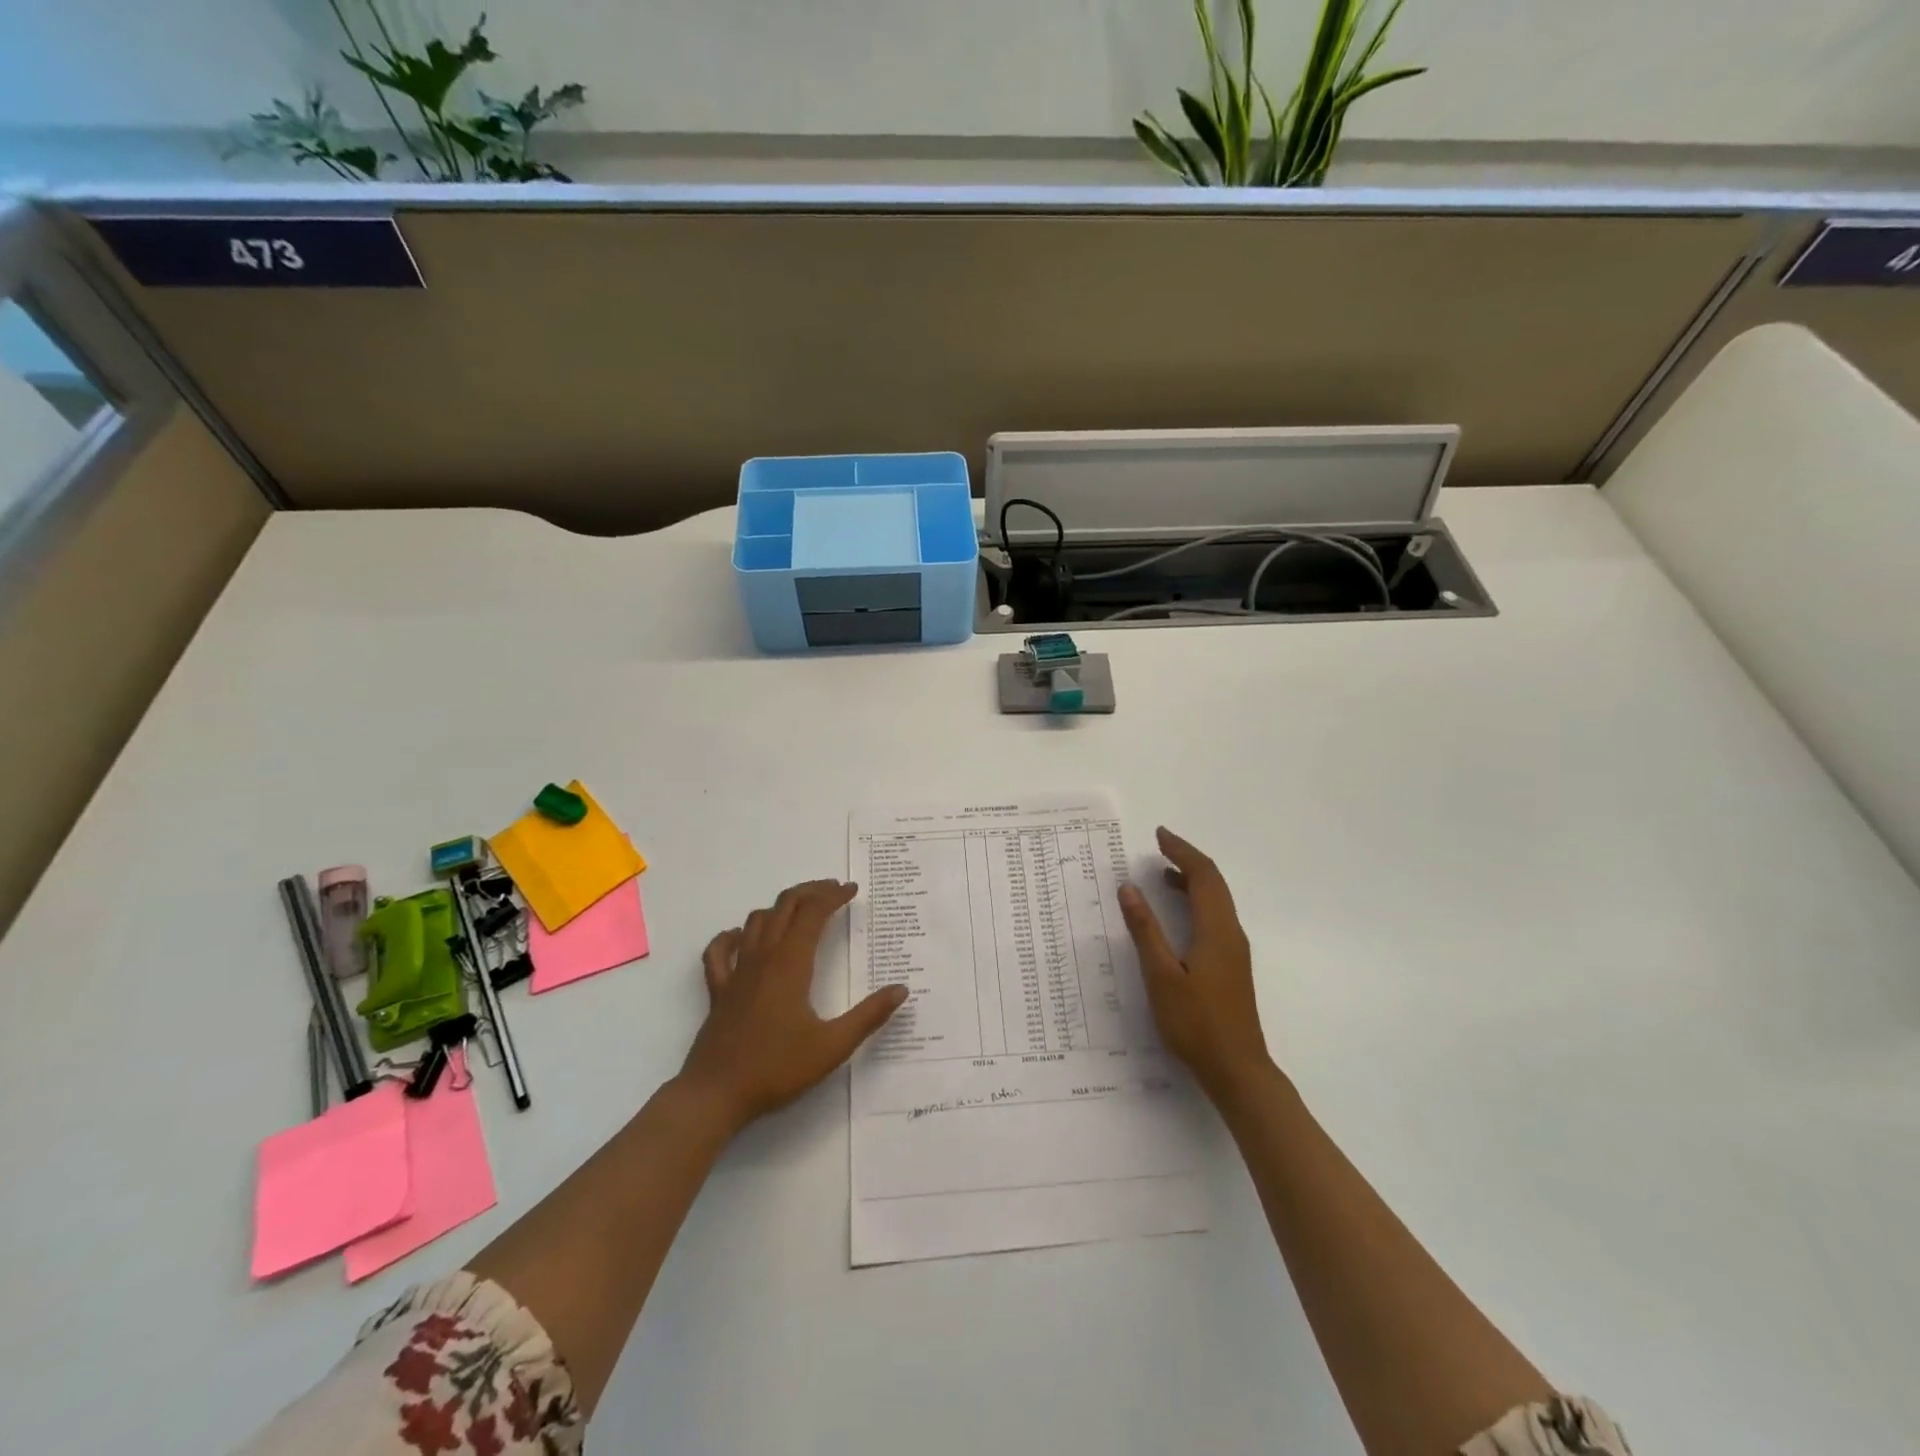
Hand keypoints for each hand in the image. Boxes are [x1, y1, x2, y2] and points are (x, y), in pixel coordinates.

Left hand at [677, 879, 906, 1130]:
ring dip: (780, 907)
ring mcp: (737, 972)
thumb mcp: (832, 1046)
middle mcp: (763, 958)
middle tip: (833, 890)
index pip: (813, 913)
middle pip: (785, 906)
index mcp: (791, 964)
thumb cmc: (776, 1069)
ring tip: (801, 910)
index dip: (833, 896)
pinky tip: (743, 938)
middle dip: (811, 891)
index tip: (852, 890)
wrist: (715, 1095)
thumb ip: (869, 1016)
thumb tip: (900, 989)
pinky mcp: (719, 990)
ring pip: (756, 921)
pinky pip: (720, 951)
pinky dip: (732, 936)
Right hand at [1118, 828, 1278, 1105]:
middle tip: (1159, 845)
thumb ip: (1145, 930)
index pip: (1203, 876)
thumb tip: (1129, 888)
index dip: (1182, 851)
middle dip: (1187, 859)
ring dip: (1192, 880)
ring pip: (1216, 901)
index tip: (1159, 835)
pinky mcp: (1231, 965)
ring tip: (1163, 872)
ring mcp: (1234, 950)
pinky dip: (1195, 901)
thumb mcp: (1162, 976)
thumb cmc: (1196, 1024)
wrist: (1237, 1070)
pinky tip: (1177, 914)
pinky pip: (1214, 917)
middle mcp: (1230, 933)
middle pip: (1214, 883)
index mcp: (1216, 930)